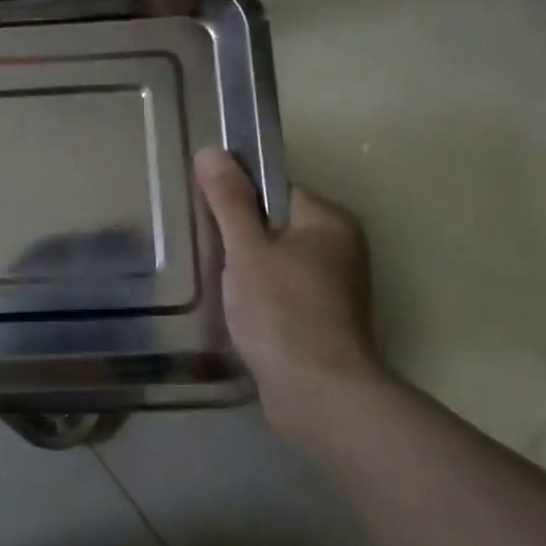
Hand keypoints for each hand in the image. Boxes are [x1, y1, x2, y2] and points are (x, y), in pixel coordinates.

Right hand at [195, 148, 384, 438]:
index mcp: (330, 221)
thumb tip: (211, 150)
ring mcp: (334, 289)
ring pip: (276, 263)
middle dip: (239, 238)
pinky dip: (259, 298)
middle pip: (275, 226)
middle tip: (205, 251)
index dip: (238, 200)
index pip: (275, 190)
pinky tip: (236, 312)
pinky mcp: (323, 322)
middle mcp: (340, 249)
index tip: (207, 217)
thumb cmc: (282, 311)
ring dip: (246, 271)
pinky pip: (282, 293)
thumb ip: (229, 201)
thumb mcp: (247, 249)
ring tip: (216, 283)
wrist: (318, 394)